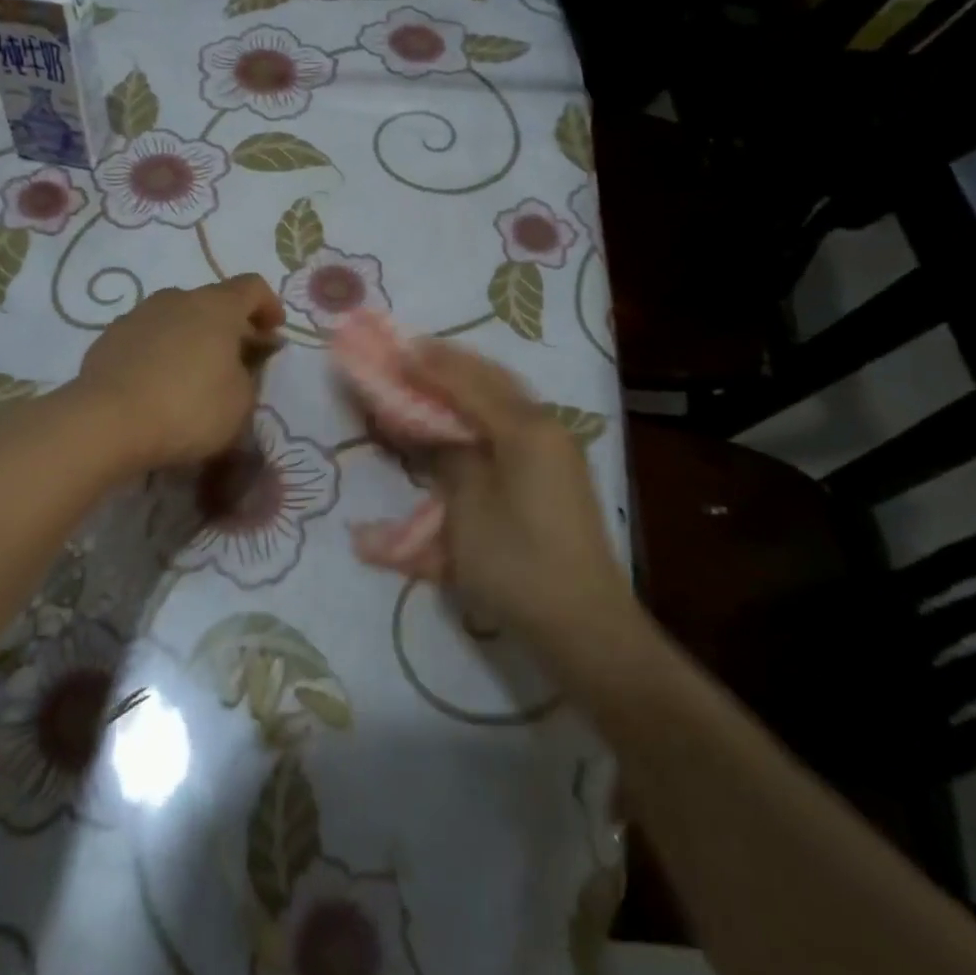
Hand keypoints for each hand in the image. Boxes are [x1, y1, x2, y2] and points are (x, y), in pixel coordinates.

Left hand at [75, 274, 284, 470]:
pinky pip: (147, 337)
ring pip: (177, 317)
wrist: (107, 422)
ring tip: (194, 373)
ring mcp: (138, 314)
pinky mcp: (110, 337)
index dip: (268, 306)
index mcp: (217, 306)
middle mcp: (177, 298)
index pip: (252, 287)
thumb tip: (239, 364)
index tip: (273, 332)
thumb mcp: (240, 402)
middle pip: (212, 302)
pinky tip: (158, 383)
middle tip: (237, 358)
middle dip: (229, 326)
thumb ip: (248, 376)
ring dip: (192, 337)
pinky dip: (161, 351)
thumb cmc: (188, 409)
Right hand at [404, 341, 645, 654]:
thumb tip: (432, 428)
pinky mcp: (555, 473)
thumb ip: (448, 455)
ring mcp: (556, 449)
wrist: (583, 624)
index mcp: (525, 429)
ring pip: (504, 398)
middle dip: (449, 363)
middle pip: (491, 379)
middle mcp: (545, 427)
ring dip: (466, 382)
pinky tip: (462, 412)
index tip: (392, 350)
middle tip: (410, 352)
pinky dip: (482, 409)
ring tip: (431, 371)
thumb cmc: (516, 564)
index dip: (426, 365)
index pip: (466, 381)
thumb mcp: (467, 507)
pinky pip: (511, 424)